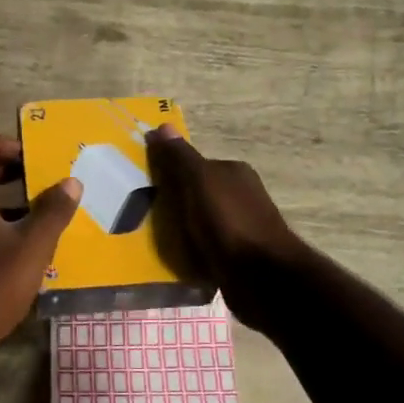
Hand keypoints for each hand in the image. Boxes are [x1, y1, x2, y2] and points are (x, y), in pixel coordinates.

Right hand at [145, 125, 305, 332]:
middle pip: (197, 194)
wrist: (261, 277)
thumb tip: (162, 125)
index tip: (144, 186)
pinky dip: (191, 251)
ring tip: (152, 240)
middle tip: (142, 215)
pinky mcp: (237, 257)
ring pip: (201, 222)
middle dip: (174, 203)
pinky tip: (174, 260)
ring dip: (181, 230)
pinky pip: (206, 247)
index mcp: (234, 172)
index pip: (194, 165)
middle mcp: (241, 195)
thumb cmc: (229, 222)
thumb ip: (181, 158)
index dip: (169, 173)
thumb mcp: (199, 182)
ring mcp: (241, 227)